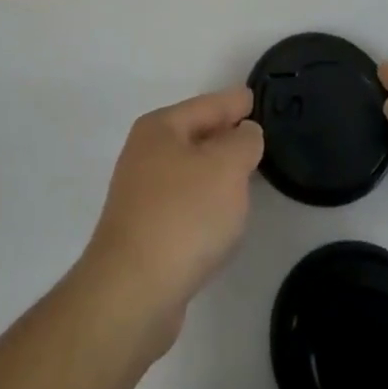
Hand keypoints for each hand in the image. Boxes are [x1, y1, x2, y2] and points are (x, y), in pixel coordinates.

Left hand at [79, 86, 263, 345]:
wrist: (133, 292)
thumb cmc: (183, 215)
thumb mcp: (226, 167)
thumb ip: (243, 142)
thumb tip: (244, 133)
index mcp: (160, 128)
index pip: (206, 105)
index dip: (233, 102)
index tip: (253, 97)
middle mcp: (145, 154)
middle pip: (194, 135)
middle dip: (223, 134)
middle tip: (255, 133)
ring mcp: (141, 195)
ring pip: (189, 171)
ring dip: (215, 171)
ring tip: (245, 174)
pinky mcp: (144, 233)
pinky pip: (184, 204)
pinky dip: (205, 203)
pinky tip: (220, 217)